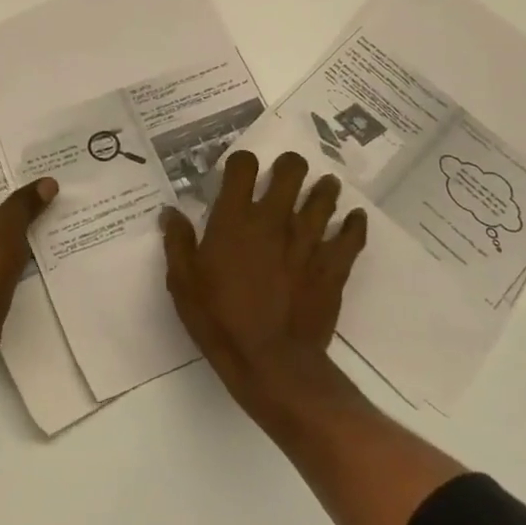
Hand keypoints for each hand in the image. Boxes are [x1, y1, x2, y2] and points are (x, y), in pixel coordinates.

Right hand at [162, 151, 366, 410]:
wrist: (271, 362)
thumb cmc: (220, 320)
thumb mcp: (183, 283)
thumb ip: (177, 243)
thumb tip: (171, 212)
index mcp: (235, 219)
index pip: (242, 167)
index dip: (242, 161)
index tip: (241, 170)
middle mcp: (274, 219)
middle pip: (291, 171)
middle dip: (290, 166)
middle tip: (288, 172)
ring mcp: (308, 240)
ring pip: (324, 197)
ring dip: (324, 189)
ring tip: (324, 187)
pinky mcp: (333, 265)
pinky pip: (351, 235)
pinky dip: (354, 224)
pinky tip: (354, 219)